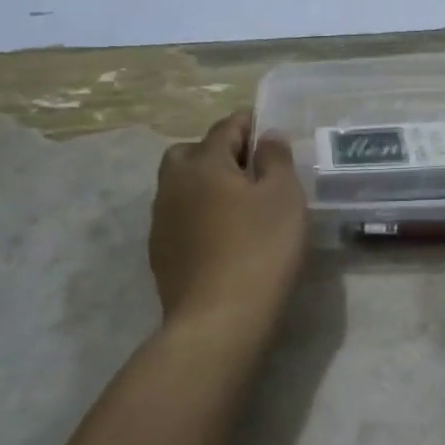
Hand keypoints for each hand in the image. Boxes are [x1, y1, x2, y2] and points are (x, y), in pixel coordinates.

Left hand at [150, 111, 307, 340]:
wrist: (219, 320)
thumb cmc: (260, 249)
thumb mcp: (284, 196)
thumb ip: (276, 158)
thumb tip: (265, 136)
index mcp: (203, 163)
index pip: (225, 128)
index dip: (248, 123)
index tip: (267, 129)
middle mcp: (173, 184)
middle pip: (191, 153)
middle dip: (217, 151)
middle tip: (249, 169)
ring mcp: (162, 221)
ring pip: (181, 186)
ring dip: (204, 185)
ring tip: (237, 204)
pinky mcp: (160, 253)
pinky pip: (180, 217)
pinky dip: (198, 214)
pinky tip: (222, 235)